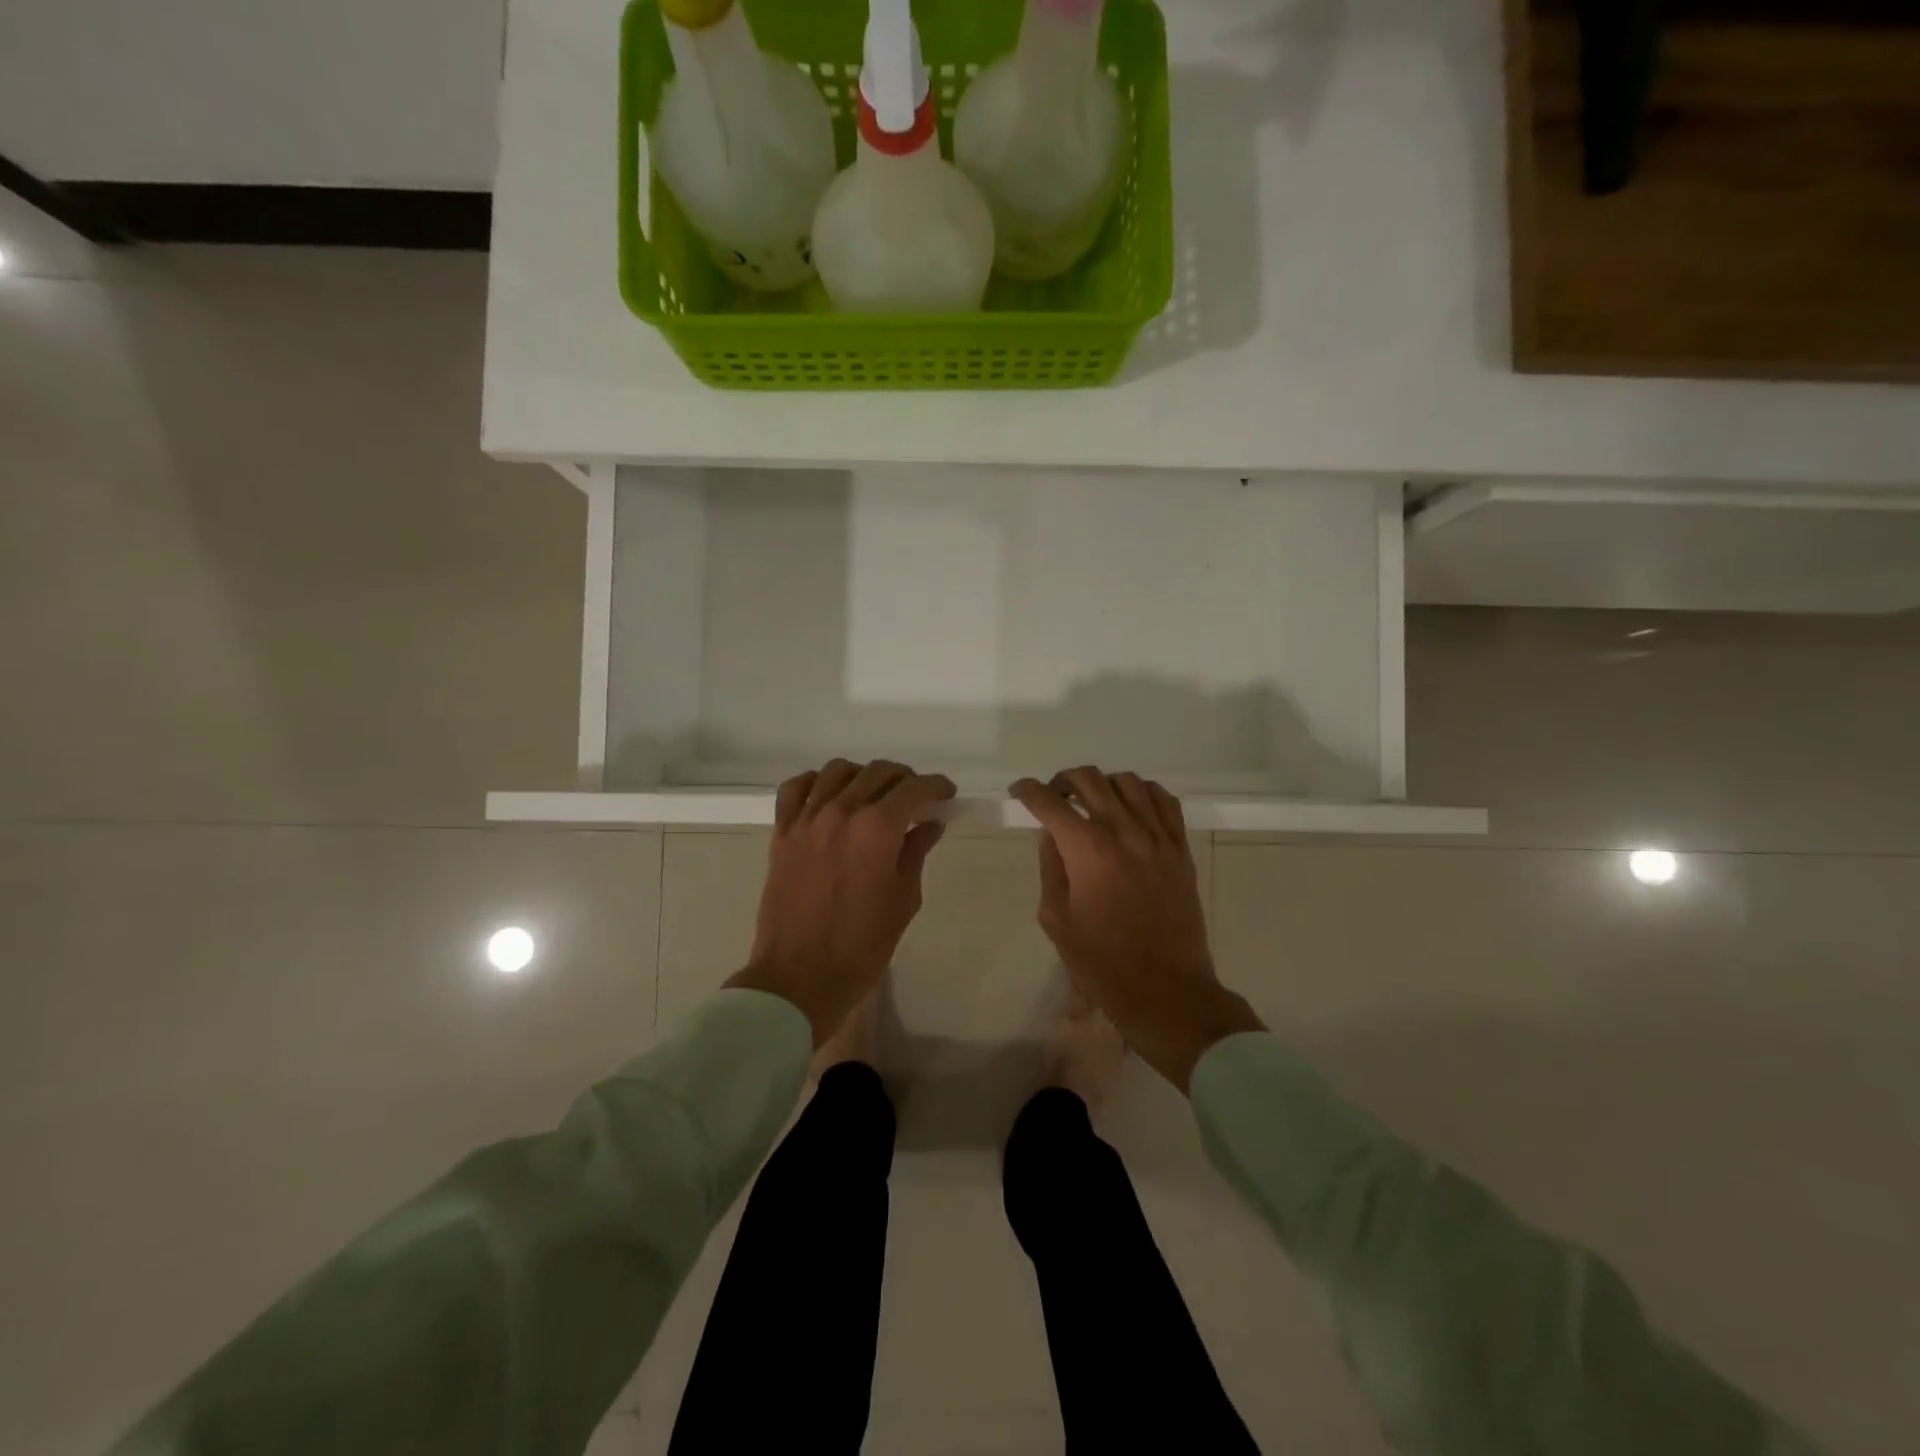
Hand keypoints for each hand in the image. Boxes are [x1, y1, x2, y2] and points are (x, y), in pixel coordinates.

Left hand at [728, 759, 955, 1045]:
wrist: (800, 977)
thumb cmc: (862, 945)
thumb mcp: (904, 899)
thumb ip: (916, 853)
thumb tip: (929, 824)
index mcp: (877, 828)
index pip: (913, 788)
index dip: (935, 785)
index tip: (946, 792)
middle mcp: (842, 811)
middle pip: (877, 773)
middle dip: (904, 779)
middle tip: (916, 797)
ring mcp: (807, 819)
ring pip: (837, 771)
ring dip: (863, 776)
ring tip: (874, 794)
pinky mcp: (782, 833)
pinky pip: (795, 788)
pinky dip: (816, 783)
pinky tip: (829, 796)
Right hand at [1010, 768, 1264, 1091]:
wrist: (1166, 991)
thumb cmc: (1103, 963)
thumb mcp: (1057, 919)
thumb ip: (1051, 868)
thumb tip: (1052, 835)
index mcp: (1088, 851)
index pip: (1051, 803)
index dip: (1029, 791)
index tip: (1019, 791)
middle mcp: (1125, 833)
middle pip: (1090, 780)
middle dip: (1063, 780)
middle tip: (1053, 796)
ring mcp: (1158, 839)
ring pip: (1129, 782)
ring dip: (1103, 784)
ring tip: (1092, 801)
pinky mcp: (1181, 850)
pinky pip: (1165, 802)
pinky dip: (1143, 793)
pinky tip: (1132, 806)